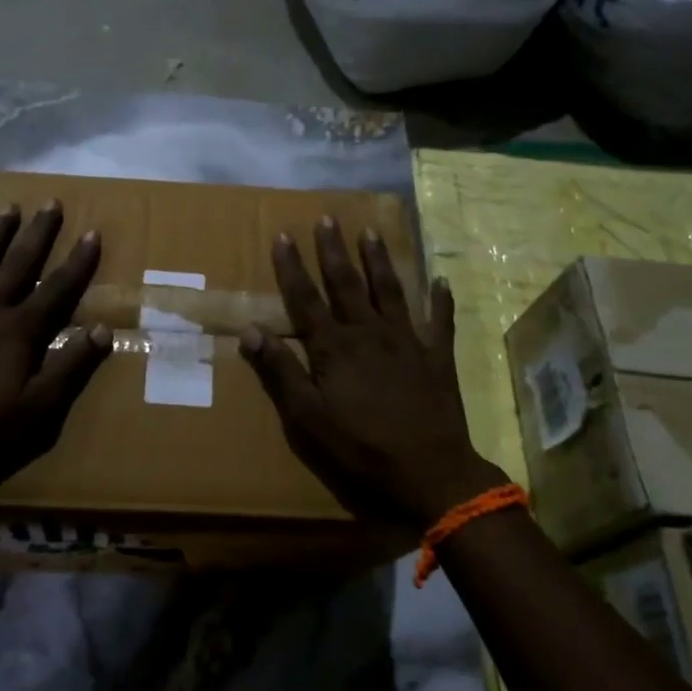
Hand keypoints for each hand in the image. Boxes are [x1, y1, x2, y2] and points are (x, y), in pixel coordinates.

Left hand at [0, 202, 111, 505]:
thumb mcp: (37, 410)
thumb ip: (70, 367)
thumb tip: (103, 329)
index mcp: (19, 331)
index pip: (57, 288)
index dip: (78, 261)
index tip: (92, 232)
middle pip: (19, 263)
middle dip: (38, 233)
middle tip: (51, 203)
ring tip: (8, 207)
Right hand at [239, 217, 507, 527]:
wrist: (430, 472)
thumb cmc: (360, 448)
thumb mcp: (308, 417)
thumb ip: (281, 371)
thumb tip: (250, 330)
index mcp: (335, 348)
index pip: (306, 299)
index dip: (292, 267)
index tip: (283, 235)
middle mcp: (370, 333)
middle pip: (347, 284)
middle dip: (334, 250)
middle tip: (328, 218)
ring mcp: (408, 342)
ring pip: (390, 291)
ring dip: (379, 261)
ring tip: (372, 232)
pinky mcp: (437, 357)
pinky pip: (441, 321)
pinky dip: (441, 300)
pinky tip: (441, 280)